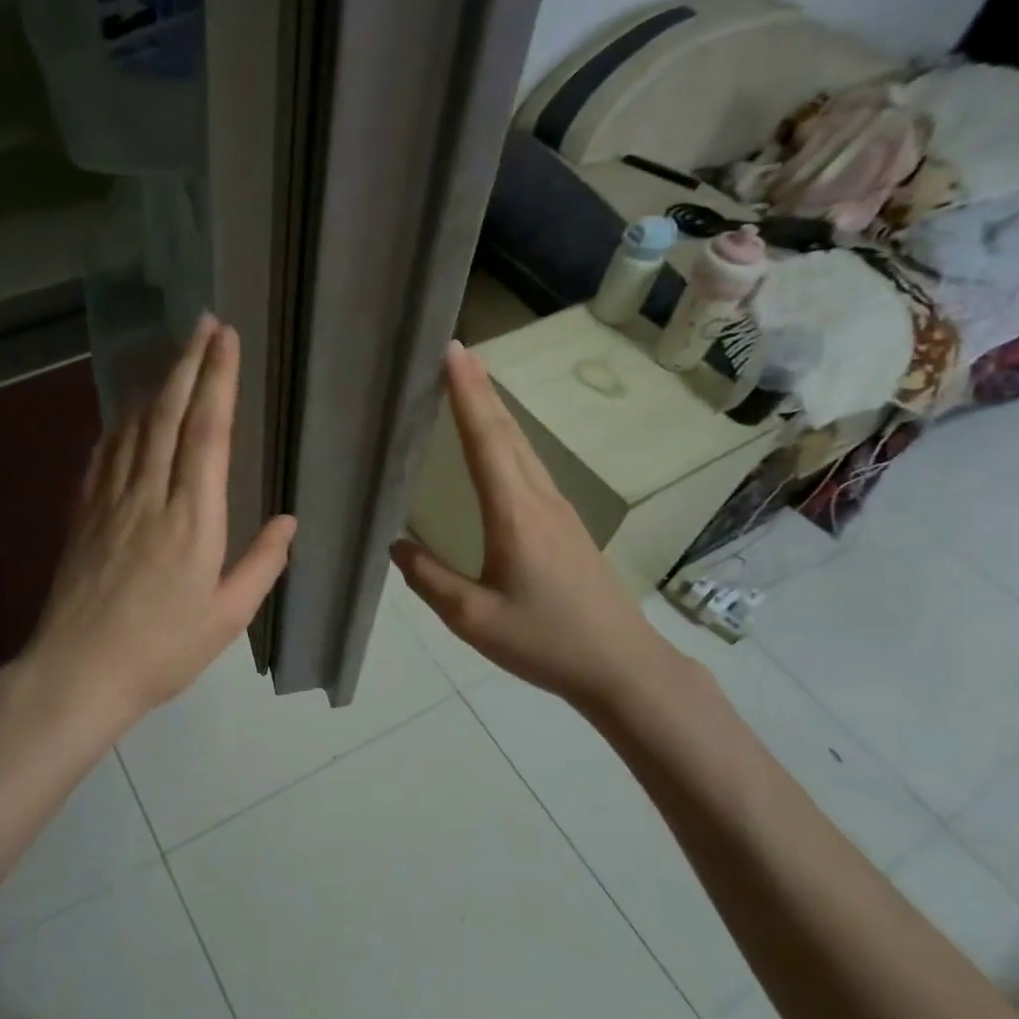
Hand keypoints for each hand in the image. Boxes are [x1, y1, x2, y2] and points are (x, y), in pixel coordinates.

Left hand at [21, 315, 296, 735]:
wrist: (77, 673)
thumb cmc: (162, 650)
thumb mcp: (227, 617)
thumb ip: (262, 564)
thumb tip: (289, 520)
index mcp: (193, 520)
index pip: (207, 432)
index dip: (217, 380)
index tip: (225, 339)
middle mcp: (150, 496)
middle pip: (168, 414)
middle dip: (188, 363)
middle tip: (203, 323)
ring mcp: (111, 501)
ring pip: (134, 426)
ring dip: (156, 384)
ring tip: (174, 356)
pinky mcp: (85, 513)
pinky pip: (105, 453)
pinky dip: (121, 422)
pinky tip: (128, 412)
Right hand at [390, 340, 673, 706]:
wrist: (622, 666)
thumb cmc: (545, 641)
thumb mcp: (473, 618)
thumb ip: (429, 579)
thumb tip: (395, 545)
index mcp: (515, 514)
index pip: (487, 440)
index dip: (467, 394)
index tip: (453, 352)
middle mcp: (540, 500)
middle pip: (508, 432)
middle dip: (481, 389)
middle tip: (457, 353)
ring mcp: (560, 511)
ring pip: (524, 447)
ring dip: (497, 412)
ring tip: (474, 385)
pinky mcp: (567, 526)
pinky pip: (532, 468)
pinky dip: (510, 441)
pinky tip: (501, 447)